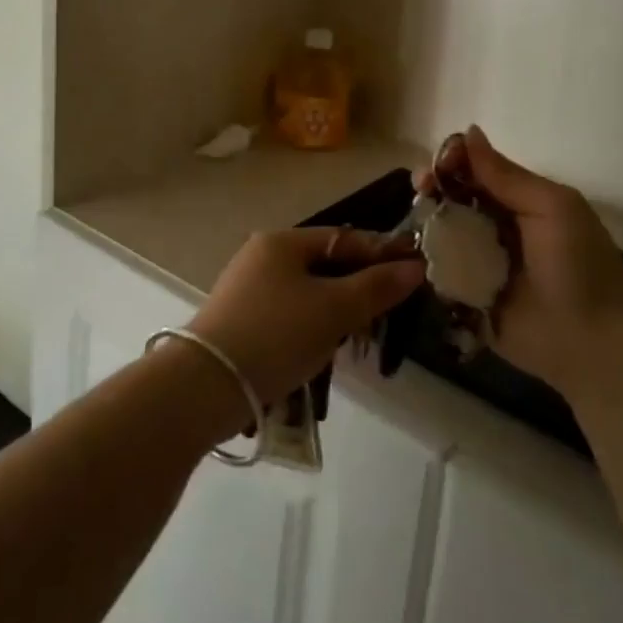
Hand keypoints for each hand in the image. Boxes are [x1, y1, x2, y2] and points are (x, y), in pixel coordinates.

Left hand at [188, 229, 425, 408]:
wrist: (207, 384)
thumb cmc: (276, 334)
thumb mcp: (334, 309)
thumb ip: (376, 287)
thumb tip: (414, 267)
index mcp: (282, 241)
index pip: (344, 238)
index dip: (381, 254)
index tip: (415, 272)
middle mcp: (262, 256)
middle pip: (325, 264)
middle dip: (360, 285)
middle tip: (392, 308)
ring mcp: (248, 288)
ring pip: (308, 292)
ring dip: (337, 309)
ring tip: (362, 334)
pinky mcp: (241, 320)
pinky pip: (290, 314)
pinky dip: (313, 326)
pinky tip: (324, 350)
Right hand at [422, 127, 622, 402]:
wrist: (597, 347)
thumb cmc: (581, 267)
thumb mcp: (551, 208)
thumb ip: (506, 175)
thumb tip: (468, 131)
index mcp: (518, 202)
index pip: (474, 171)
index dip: (450, 163)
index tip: (433, 167)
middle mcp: (495, 228)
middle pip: (451, 199)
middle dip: (431, 190)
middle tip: (420, 191)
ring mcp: (478, 264)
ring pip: (440, 234)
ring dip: (424, 224)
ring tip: (412, 224)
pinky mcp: (466, 299)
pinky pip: (438, 274)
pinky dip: (423, 263)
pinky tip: (407, 254)